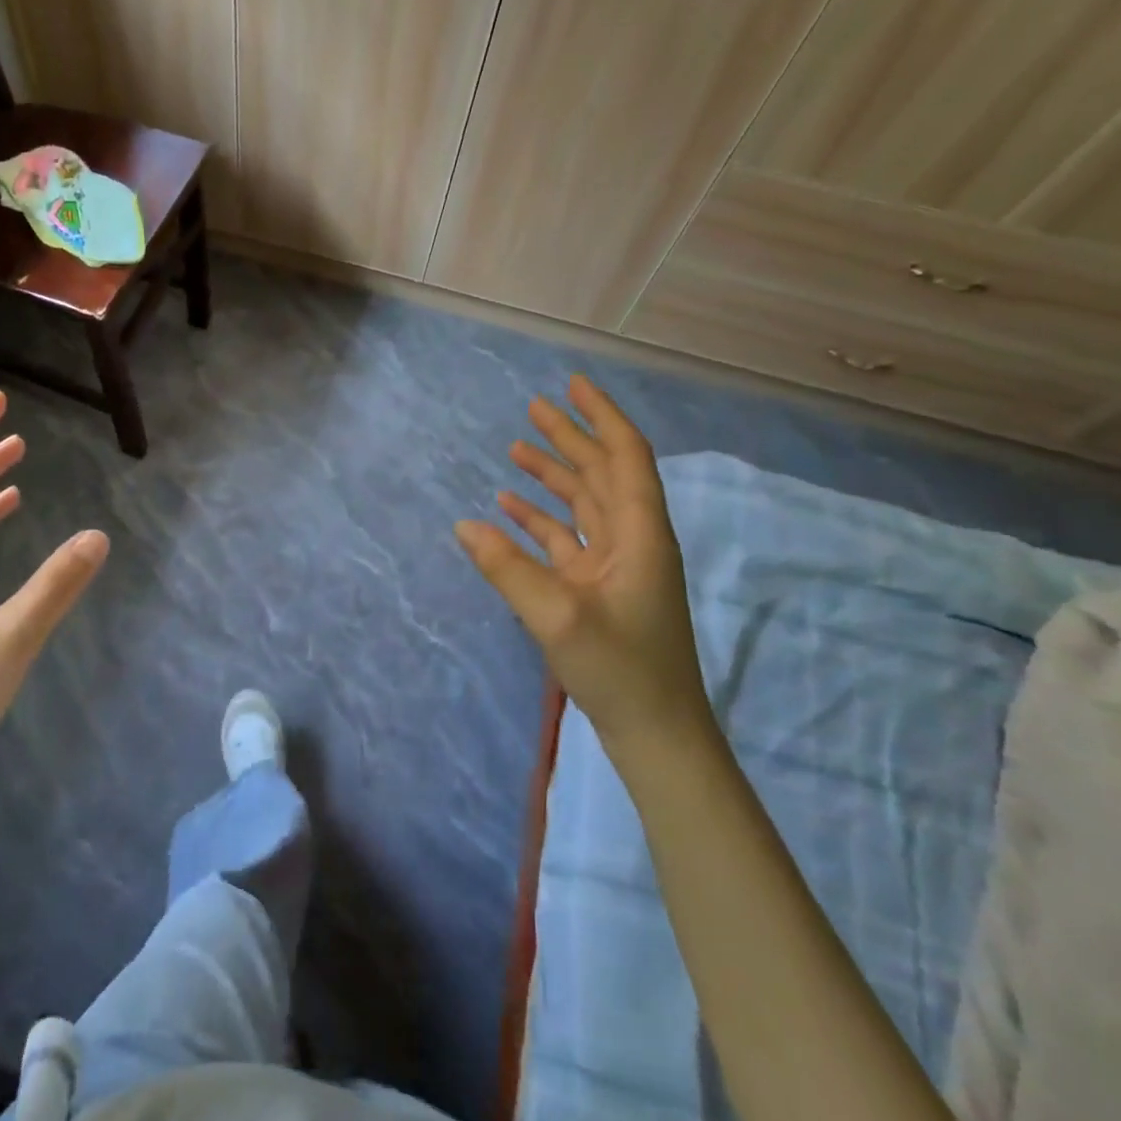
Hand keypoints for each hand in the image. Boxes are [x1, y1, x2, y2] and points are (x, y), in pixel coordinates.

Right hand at [455, 374, 709, 757]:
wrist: (657, 736)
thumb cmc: (620, 672)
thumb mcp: (557, 617)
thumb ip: (508, 568)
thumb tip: (464, 524)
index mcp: (640, 535)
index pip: (625, 456)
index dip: (601, 416)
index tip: (573, 384)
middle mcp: (633, 540)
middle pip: (602, 473)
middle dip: (570, 437)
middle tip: (534, 406)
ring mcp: (616, 566)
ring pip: (584, 504)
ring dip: (553, 475)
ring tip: (516, 447)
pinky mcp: (598, 589)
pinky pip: (568, 539)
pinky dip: (541, 519)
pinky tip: (508, 509)